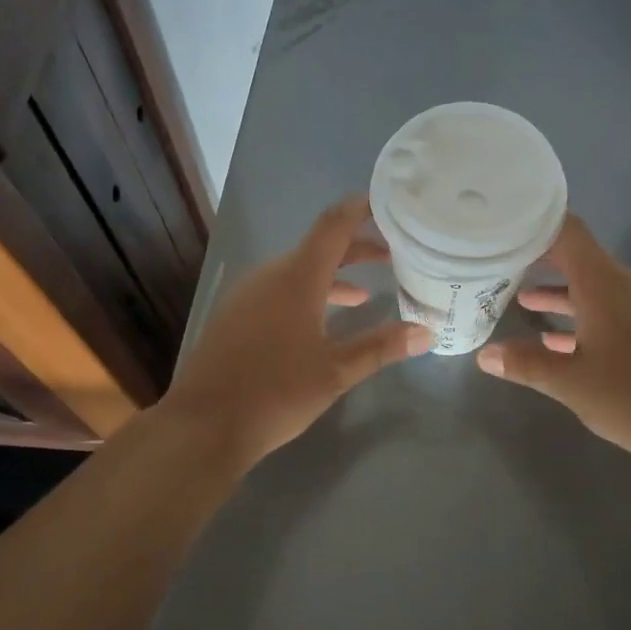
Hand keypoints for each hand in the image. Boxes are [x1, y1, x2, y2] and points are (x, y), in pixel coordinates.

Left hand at [160, 197, 431, 467]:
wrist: (204, 425)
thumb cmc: (276, 392)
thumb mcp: (336, 371)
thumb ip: (381, 347)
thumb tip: (426, 333)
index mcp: (296, 278)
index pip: (334, 225)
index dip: (361, 209)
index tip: (390, 204)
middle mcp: (270, 276)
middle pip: (318, 249)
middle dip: (356, 250)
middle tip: (393, 257)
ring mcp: (247, 296)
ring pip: (298, 273)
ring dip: (332, 278)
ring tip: (365, 295)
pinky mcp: (235, 317)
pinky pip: (278, 292)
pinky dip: (308, 296)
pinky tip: (321, 326)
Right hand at [475, 215, 630, 479]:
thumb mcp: (570, 382)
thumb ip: (526, 364)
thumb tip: (485, 355)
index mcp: (605, 285)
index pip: (567, 232)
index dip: (534, 225)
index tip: (501, 227)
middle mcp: (626, 286)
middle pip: (578, 259)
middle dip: (538, 262)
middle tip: (499, 265)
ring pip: (592, 289)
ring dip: (558, 294)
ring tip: (519, 301)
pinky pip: (609, 311)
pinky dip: (581, 318)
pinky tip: (556, 341)